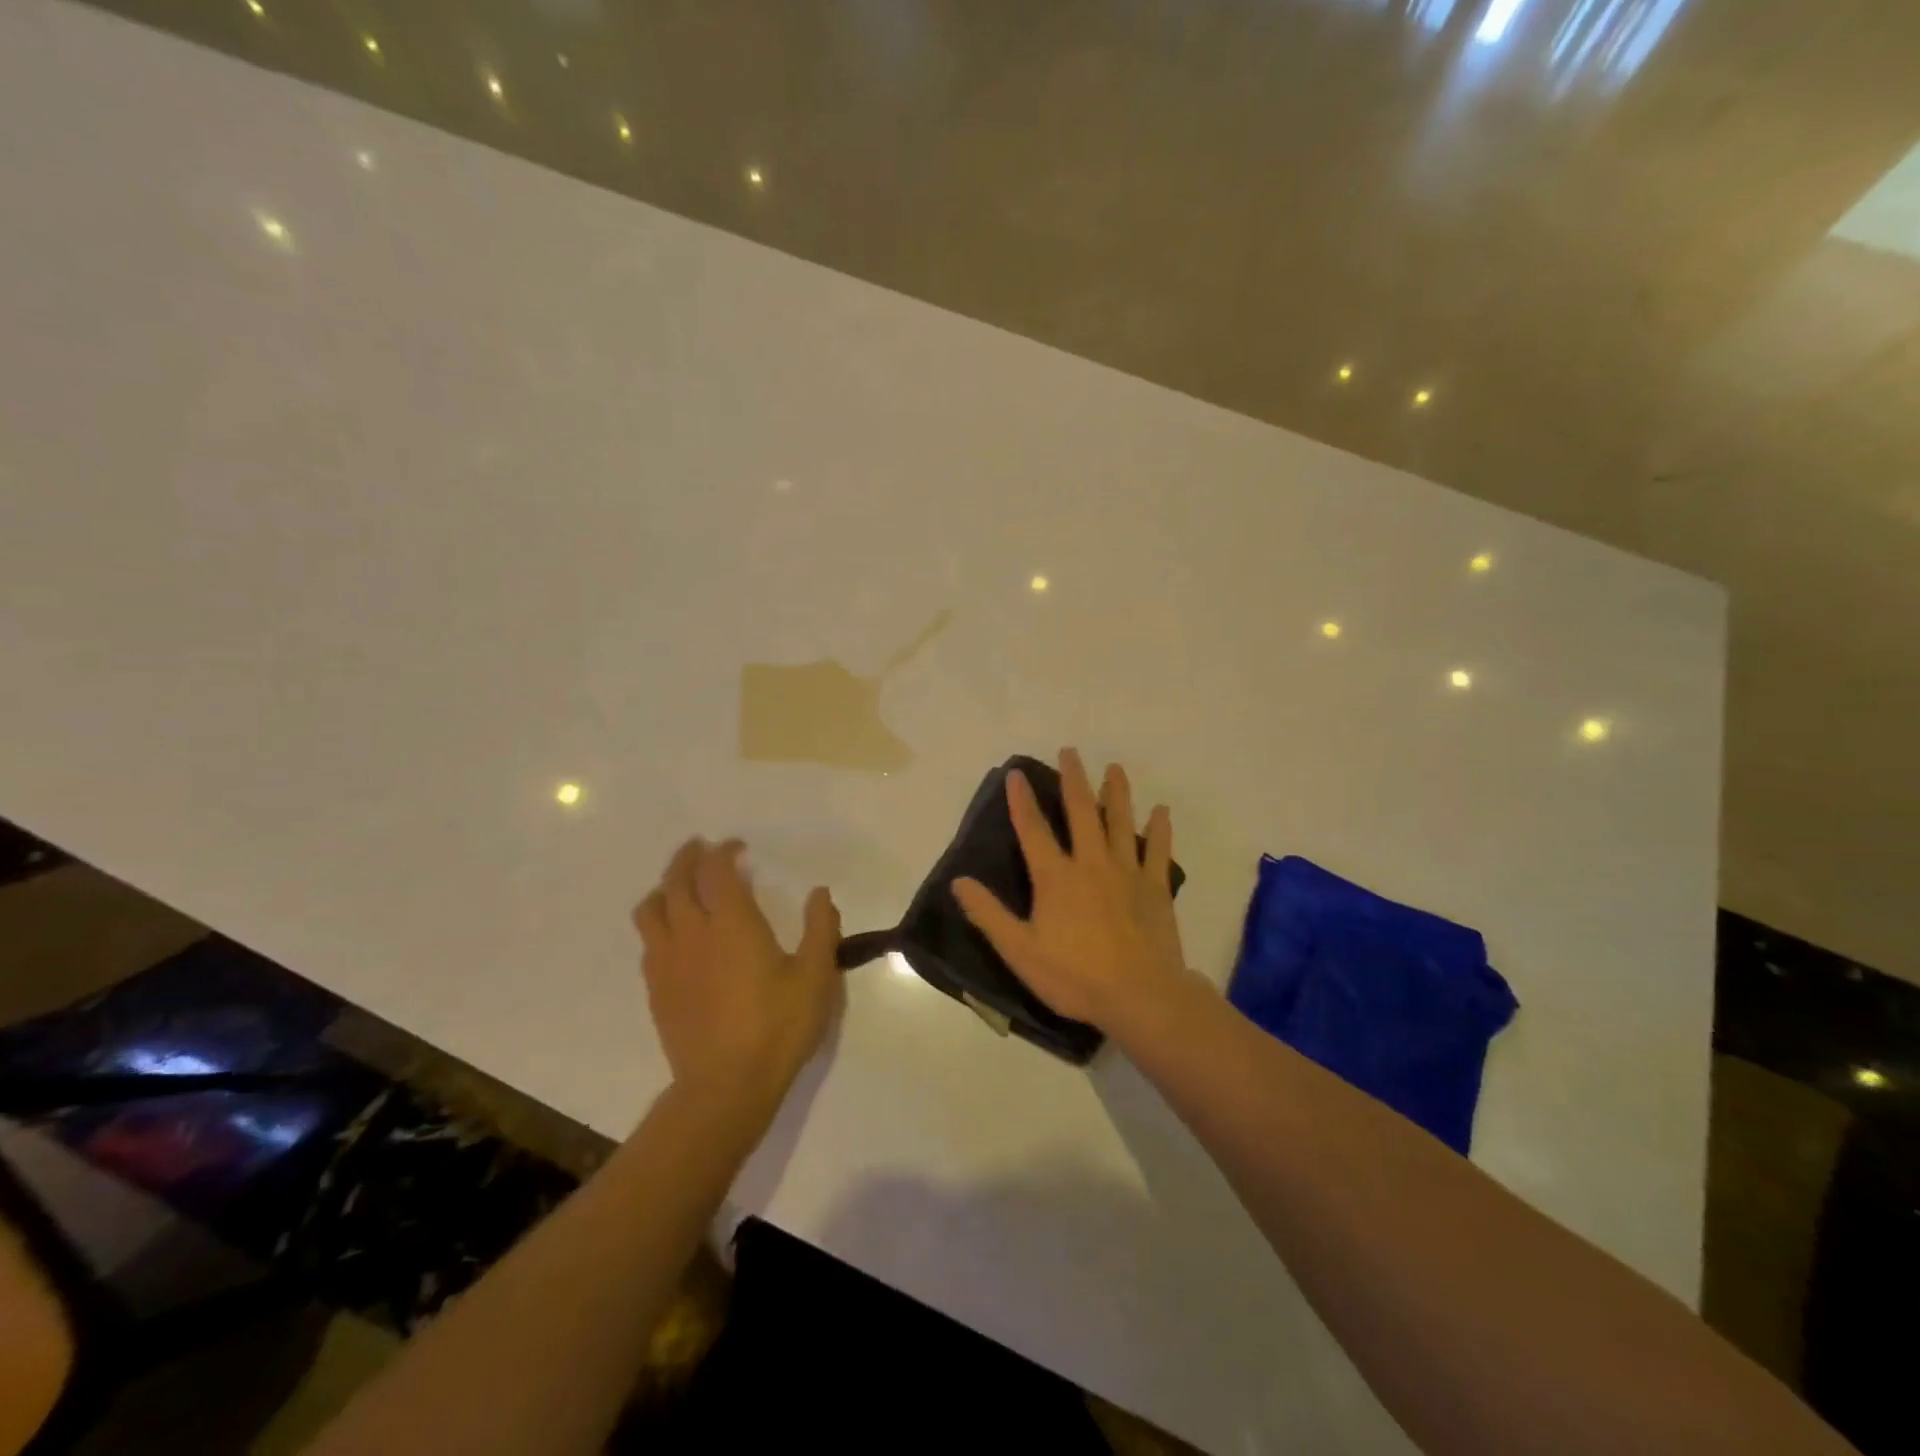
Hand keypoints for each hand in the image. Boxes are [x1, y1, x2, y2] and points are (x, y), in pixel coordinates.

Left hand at [633, 839, 841, 1116]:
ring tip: (681, 886)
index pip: (717, 870)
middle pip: (677, 880)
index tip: (738, 847)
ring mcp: (667, 960)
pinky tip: (675, 934)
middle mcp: (692, 932)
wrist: (725, 1087)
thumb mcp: (816, 977)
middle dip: (688, 857)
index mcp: (732, 922)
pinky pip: (648, 940)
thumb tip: (819, 893)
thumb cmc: (777, 1027)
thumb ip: (821, 928)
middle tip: (701, 848)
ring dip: (665, 886)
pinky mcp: (655, 988)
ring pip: (652, 907)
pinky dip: (659, 921)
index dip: (724, 851)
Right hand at [951, 748, 1188, 1033]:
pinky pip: (1158, 851)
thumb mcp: (1020, 951)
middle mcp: (1091, 863)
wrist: (1140, 996)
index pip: (1032, 829)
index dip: (1021, 800)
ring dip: (1117, 792)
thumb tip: (958, 881)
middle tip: (1070, 751)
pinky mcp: (1155, 887)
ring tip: (1115, 768)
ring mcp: (1127, 872)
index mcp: (1056, 877)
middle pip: (1081, 812)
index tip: (1016, 773)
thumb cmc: (1075, 976)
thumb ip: (989, 914)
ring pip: (1121, 822)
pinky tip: (1162, 811)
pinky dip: (1160, 829)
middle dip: (1074, 780)